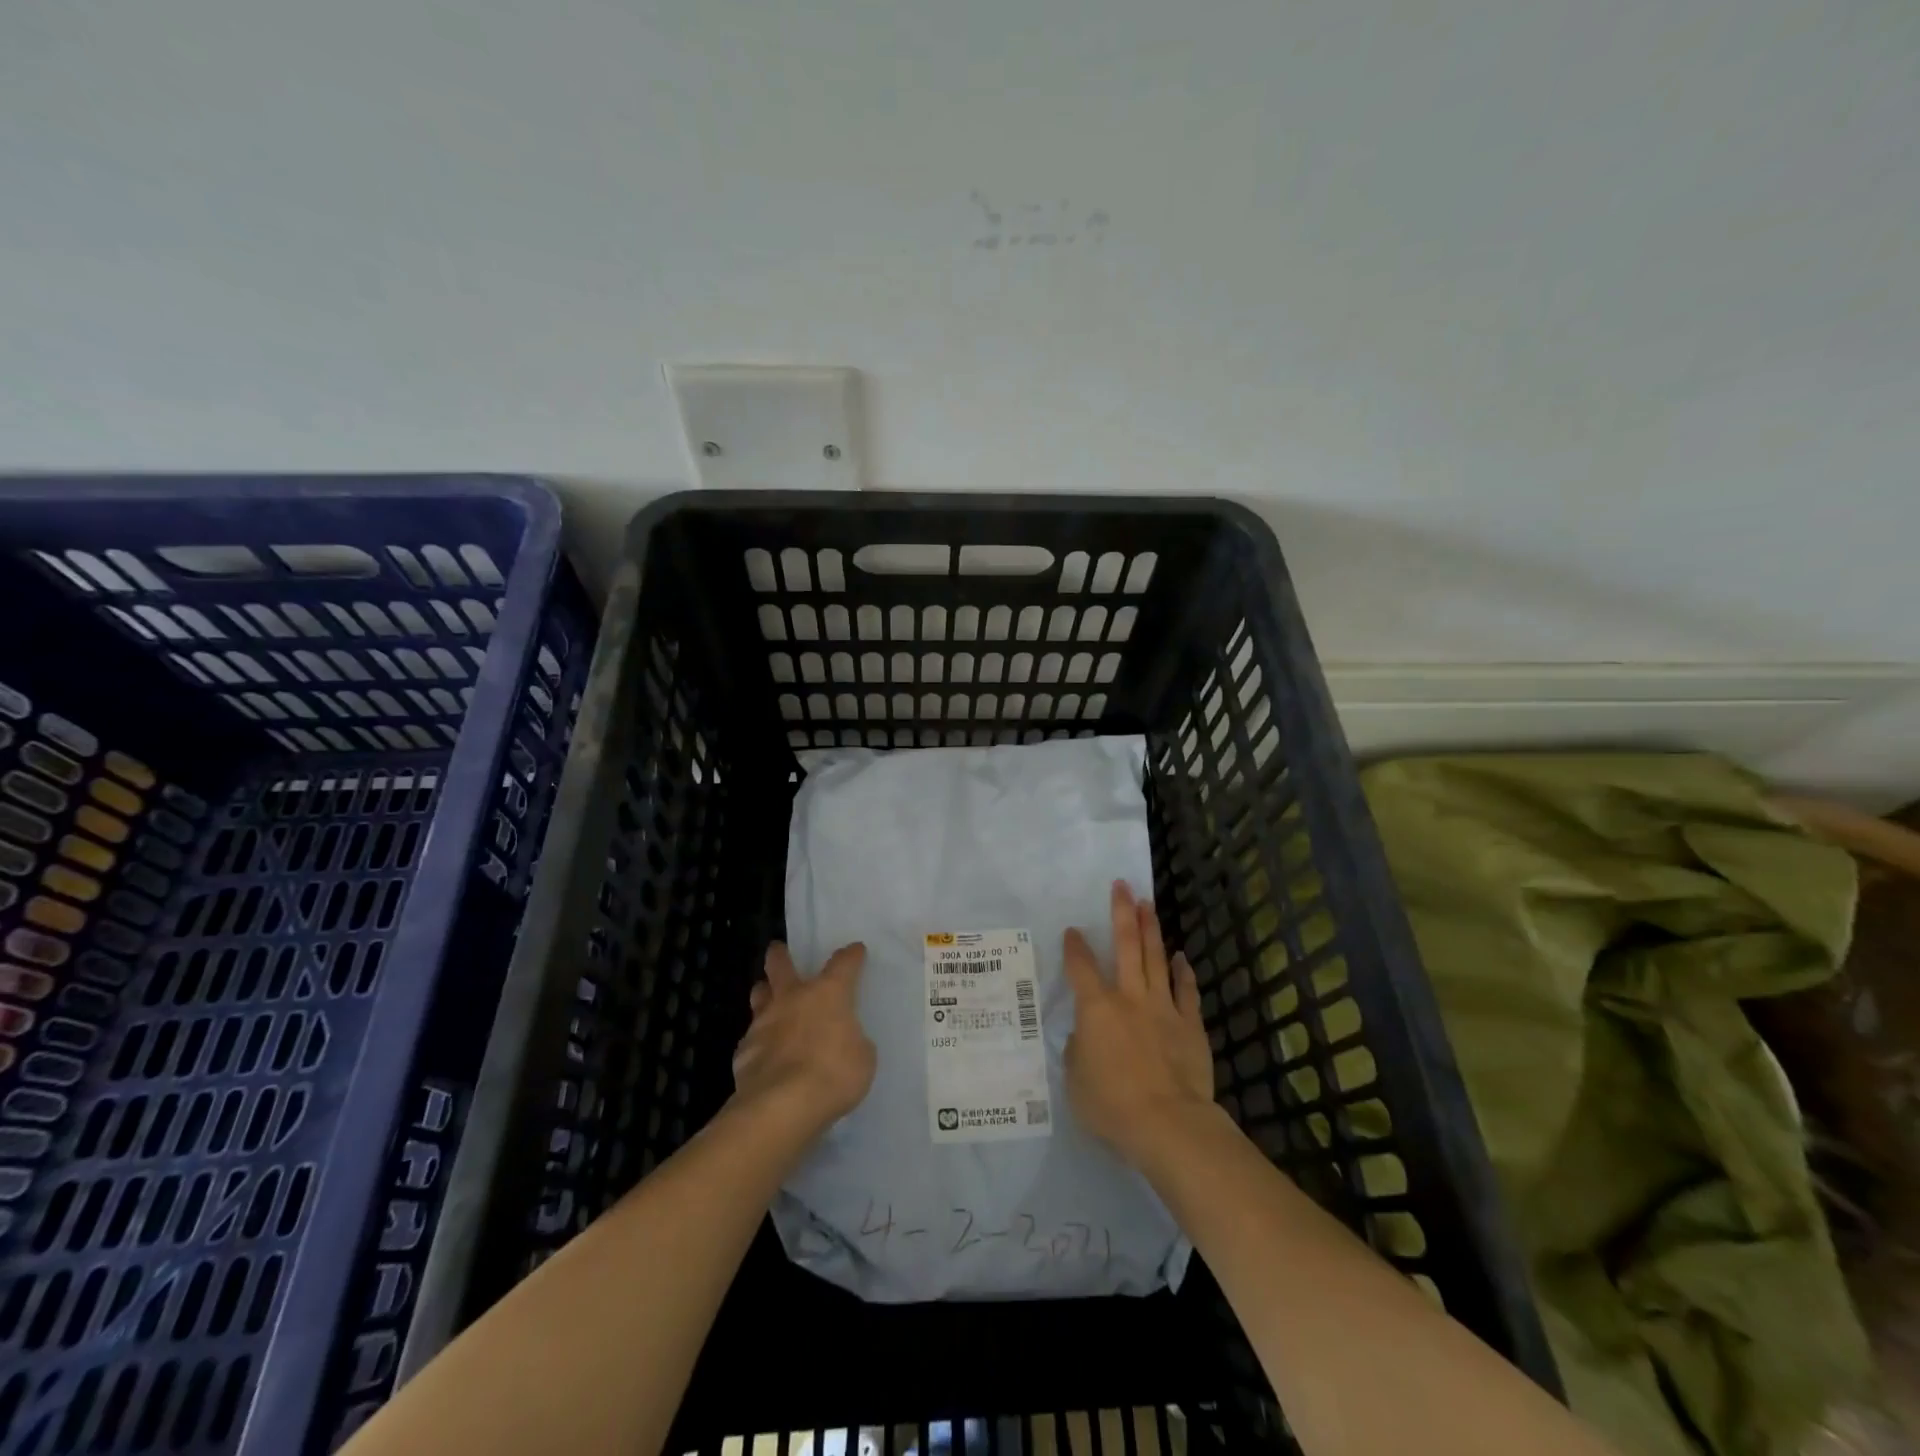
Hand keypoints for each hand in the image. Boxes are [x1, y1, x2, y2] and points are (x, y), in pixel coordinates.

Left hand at [731, 941, 875, 1139]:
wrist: (781, 1105)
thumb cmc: (833, 1074)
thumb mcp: (862, 1058)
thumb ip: (852, 1041)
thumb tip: (843, 1040)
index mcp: (828, 994)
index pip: (843, 964)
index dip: (851, 956)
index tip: (855, 950)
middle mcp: (793, 999)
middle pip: (781, 965)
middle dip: (780, 955)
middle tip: (777, 949)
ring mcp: (764, 1022)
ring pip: (760, 995)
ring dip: (764, 992)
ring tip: (765, 993)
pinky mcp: (744, 1050)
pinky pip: (752, 1037)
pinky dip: (759, 1040)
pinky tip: (762, 1052)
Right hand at [1062, 881, 1215, 1165]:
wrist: (1168, 1123)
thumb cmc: (1111, 1105)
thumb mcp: (1076, 1082)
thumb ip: (1077, 1052)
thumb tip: (1084, 1038)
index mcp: (1096, 1009)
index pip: (1081, 968)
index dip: (1075, 946)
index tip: (1073, 930)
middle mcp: (1129, 998)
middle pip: (1125, 946)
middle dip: (1122, 913)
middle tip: (1122, 886)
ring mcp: (1163, 1008)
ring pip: (1156, 959)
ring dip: (1151, 930)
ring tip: (1148, 904)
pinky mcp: (1190, 1025)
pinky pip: (1186, 991)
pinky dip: (1183, 972)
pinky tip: (1181, 957)